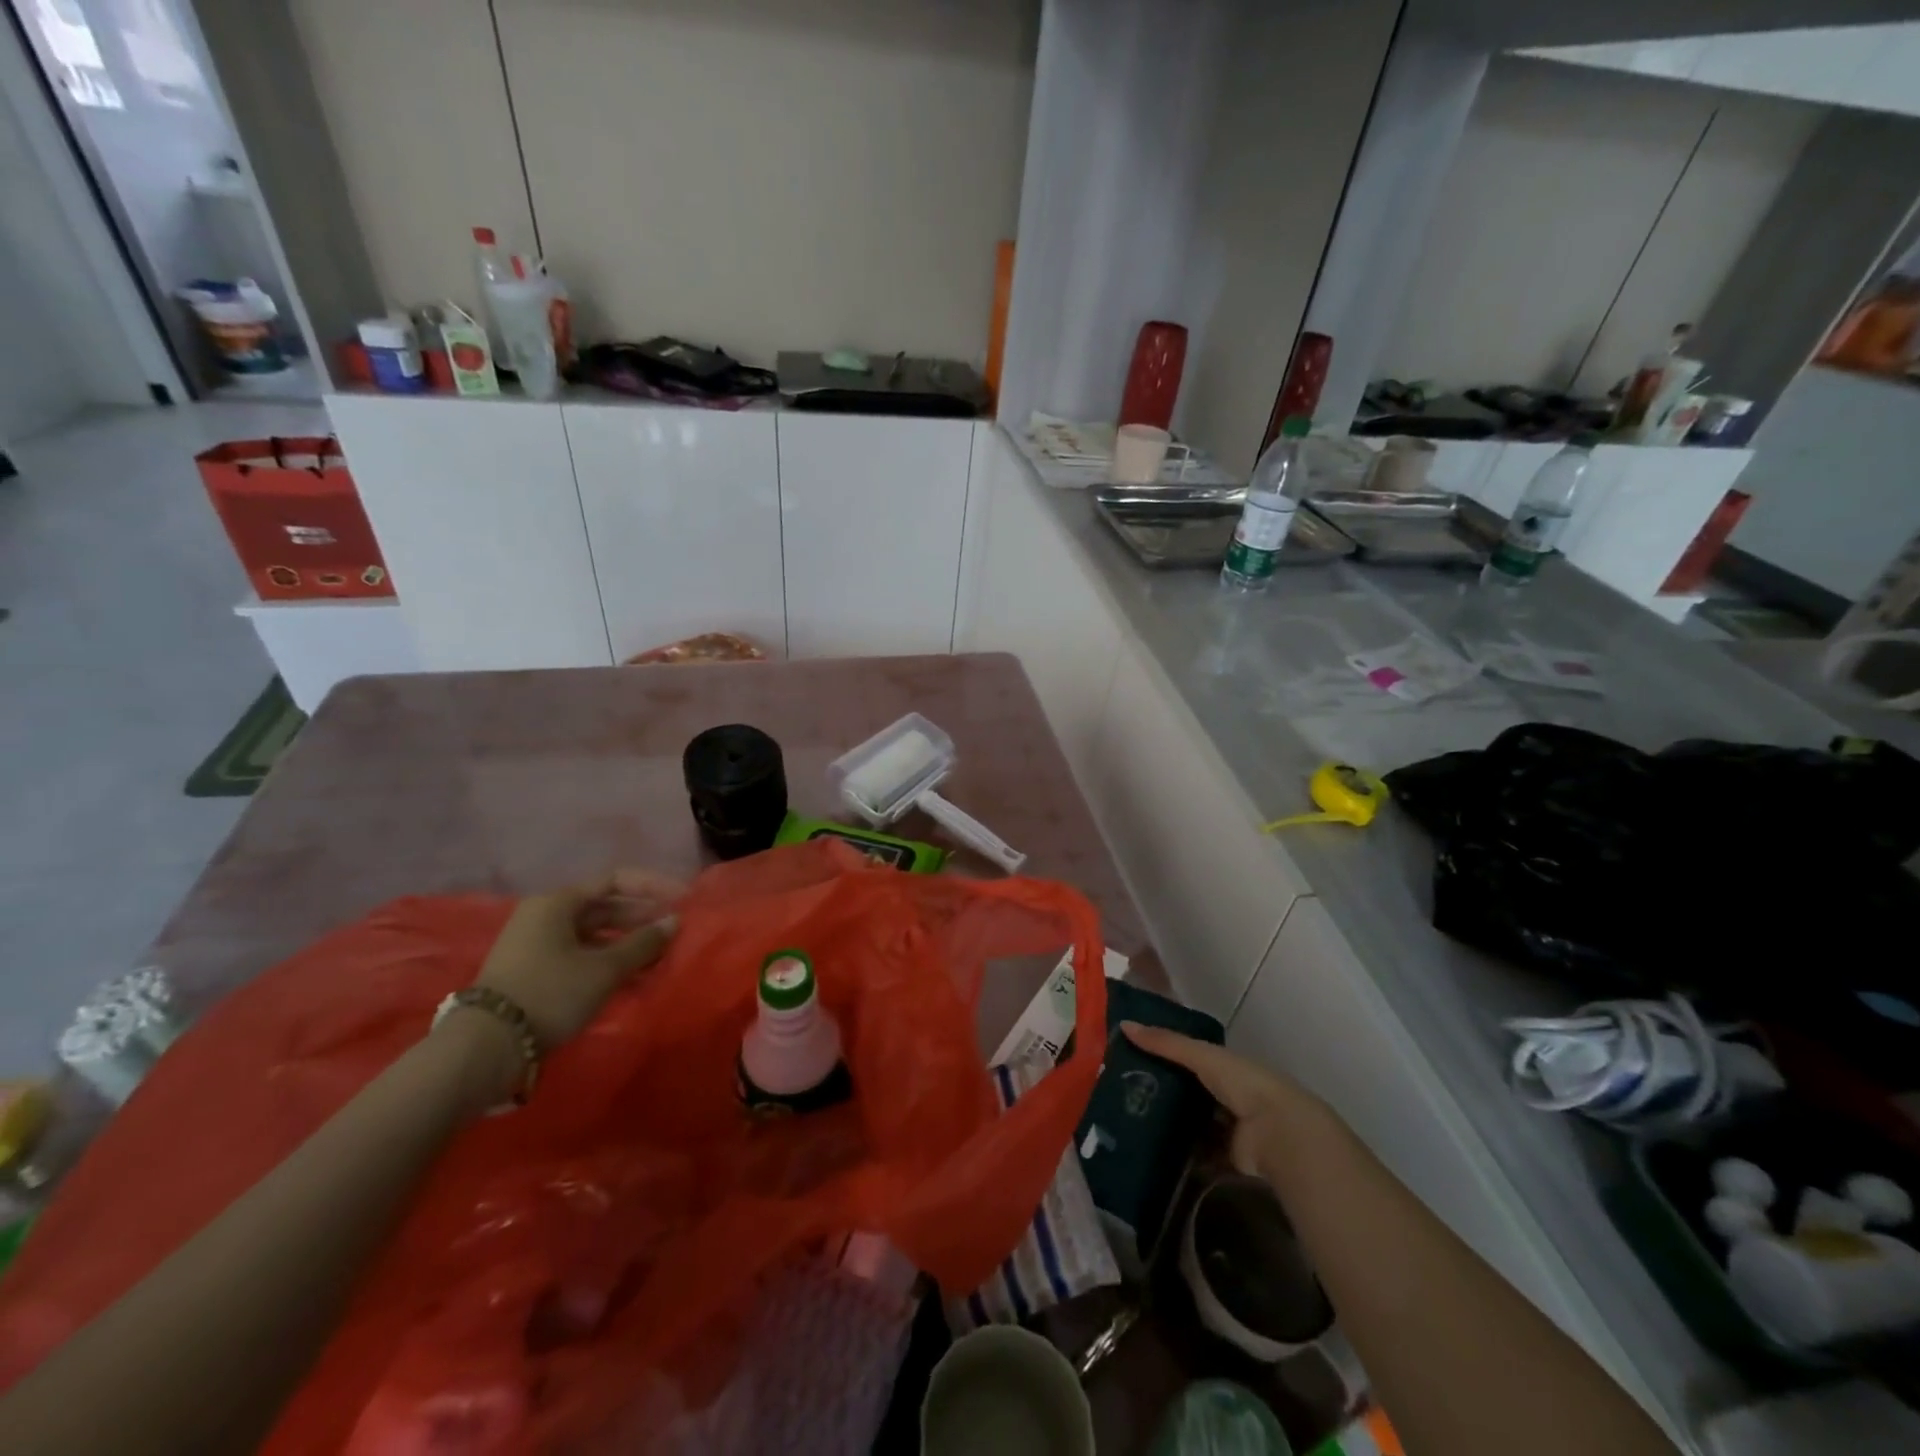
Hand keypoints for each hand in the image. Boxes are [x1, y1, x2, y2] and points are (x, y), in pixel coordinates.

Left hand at [476, 869, 682, 1047]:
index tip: (682, 900)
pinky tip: (631, 978)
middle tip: (674, 932)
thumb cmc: (550, 993)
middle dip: (642, 918)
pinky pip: (580, 954)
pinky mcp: (533, 970)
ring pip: (594, 934)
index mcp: (558, 902)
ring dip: (627, 943)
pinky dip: (607, 961)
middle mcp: (545, 915)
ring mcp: (536, 943)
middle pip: (604, 907)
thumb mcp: (604, 969)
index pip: (616, 880)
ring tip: (658, 958)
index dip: (653, 887)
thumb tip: (674, 922)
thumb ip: (643, 943)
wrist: (486, 1047)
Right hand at [1122, 1022, 1324, 1179]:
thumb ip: (1165, 1042)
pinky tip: (1152, 1154)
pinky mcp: (1228, 1159)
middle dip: (1163, 1094)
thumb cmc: (1242, 1083)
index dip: (1163, 1057)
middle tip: (1123, 1096)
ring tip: (1130, 1126)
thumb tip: (1124, 1025)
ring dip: (1170, 1128)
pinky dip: (1181, 1157)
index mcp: (1226, 1067)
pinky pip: (1199, 1157)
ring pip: (1193, 1126)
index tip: (1130, 1059)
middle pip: (1190, 1093)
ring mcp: (1230, 1130)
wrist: (1278, 1132)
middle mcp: (1229, 1096)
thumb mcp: (1201, 1055)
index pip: (1189, 1058)